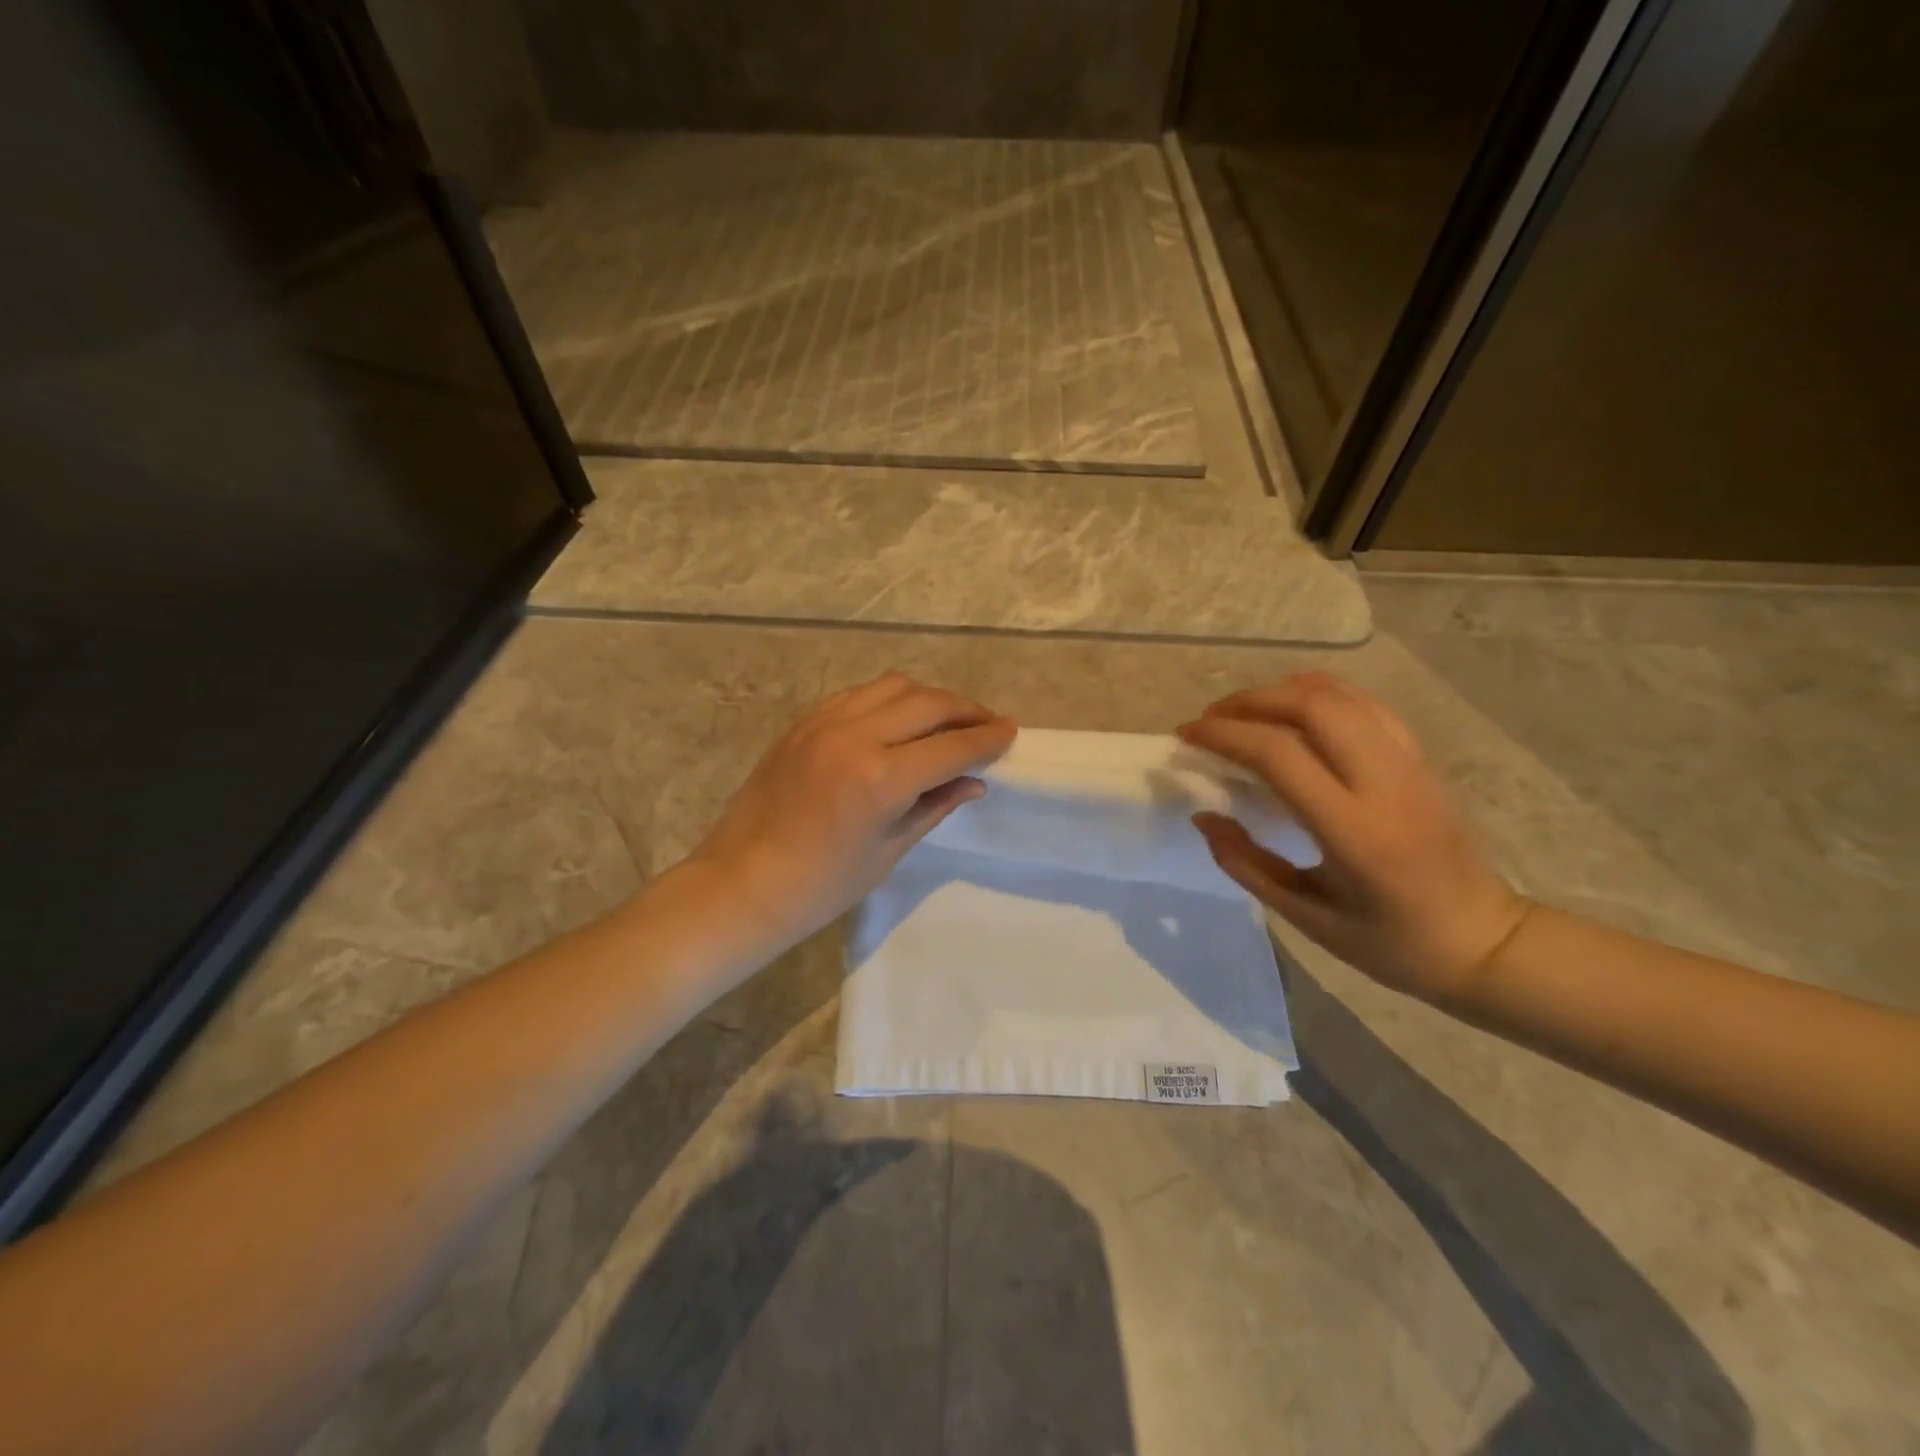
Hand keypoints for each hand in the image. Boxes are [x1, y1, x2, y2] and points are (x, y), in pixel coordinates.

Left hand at [688, 672, 1015, 950]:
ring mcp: (824, 722)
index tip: (1010, 731)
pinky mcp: (803, 722)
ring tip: (946, 718)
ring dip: (928, 698)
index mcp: (880, 778)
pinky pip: (858, 694)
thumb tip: (974, 782)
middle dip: (966, 710)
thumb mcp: (888, 851)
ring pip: (893, 686)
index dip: (987, 739)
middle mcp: (855, 736)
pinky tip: (897, 719)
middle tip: (987, 724)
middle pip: (928, 703)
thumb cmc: (822, 885)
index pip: (951, 746)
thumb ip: (934, 806)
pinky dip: (888, 699)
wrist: (743, 883)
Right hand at [1178, 673, 1527, 1004]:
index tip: (1187, 736)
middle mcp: (1385, 783)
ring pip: (1341, 696)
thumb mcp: (1306, 917)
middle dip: (1249, 701)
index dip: (1224, 734)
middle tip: (1211, 720)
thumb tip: (1203, 816)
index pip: (1279, 754)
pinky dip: (1319, 695)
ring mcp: (1409, 764)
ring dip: (1282, 692)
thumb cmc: (1390, 944)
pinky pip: (1365, 705)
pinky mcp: (1421, 759)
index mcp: (1354, 830)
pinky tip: (1292, 711)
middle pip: (1311, 705)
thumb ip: (1246, 863)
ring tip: (1243, 712)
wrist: (1485, 942)